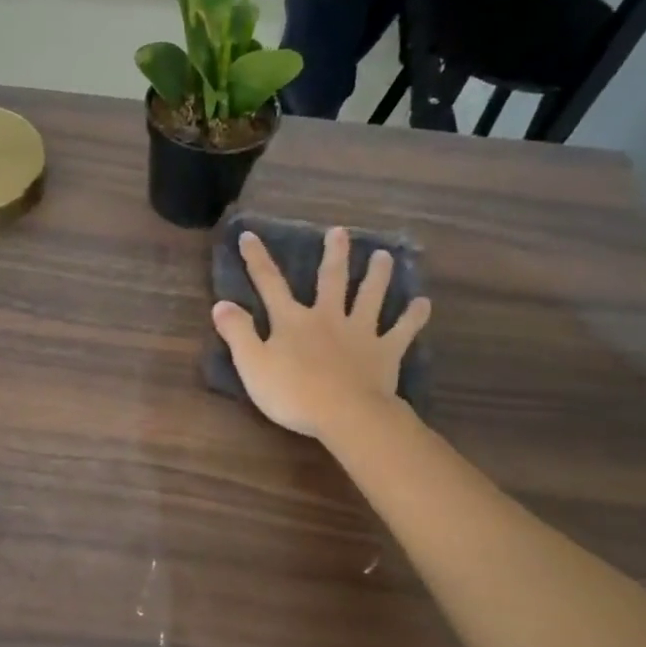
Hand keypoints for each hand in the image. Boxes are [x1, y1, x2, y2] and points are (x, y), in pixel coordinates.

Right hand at [211, 226, 431, 441]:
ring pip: (370, 297)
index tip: (250, 235)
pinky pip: (402, 330)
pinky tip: (423, 304)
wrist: (346, 414)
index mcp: (292, 320)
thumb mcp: (252, 365)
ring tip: (384, 256)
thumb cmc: (293, 393)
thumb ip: (237, 333)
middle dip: (333, 255)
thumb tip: (221, 303)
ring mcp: (360, 332)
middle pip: (331, 280)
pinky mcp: (385, 352)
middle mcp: (328, 317)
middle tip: (340, 232)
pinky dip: (413, 317)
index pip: (269, 283)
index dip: (257, 259)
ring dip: (377, 275)